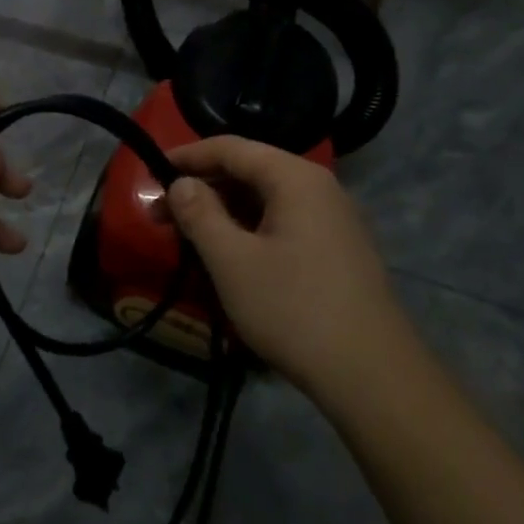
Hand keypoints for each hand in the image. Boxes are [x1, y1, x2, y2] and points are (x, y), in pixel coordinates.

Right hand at [165, 136, 397, 391]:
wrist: (372, 375)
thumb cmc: (293, 309)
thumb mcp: (232, 260)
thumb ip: (200, 214)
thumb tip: (181, 183)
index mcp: (296, 178)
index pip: (232, 148)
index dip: (188, 156)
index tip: (151, 171)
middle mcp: (320, 188)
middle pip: (251, 170)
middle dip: (203, 187)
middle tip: (162, 212)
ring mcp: (335, 220)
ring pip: (267, 199)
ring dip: (225, 211)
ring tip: (189, 235)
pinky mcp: (339, 250)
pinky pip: (285, 222)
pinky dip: (250, 228)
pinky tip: (230, 255)